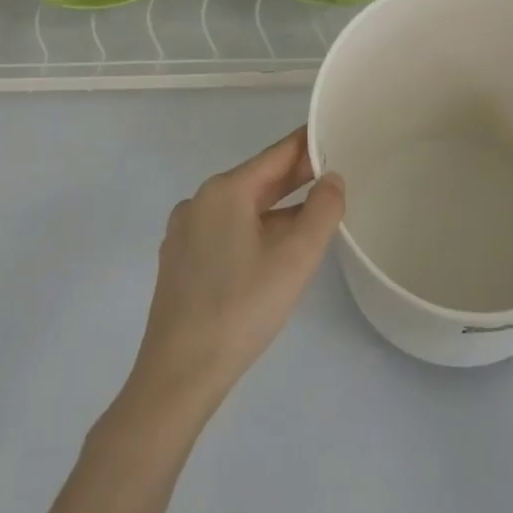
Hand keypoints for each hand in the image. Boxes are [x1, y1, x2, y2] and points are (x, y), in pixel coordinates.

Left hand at [123, 127, 344, 420]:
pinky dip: (255, 229)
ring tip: (313, 212)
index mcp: (225, 191)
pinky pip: (226, 230)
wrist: (178, 377)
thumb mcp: (295, 259)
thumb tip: (332, 179)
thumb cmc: (241, 309)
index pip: (277, 154)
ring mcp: (186, 232)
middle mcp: (200, 201)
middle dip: (296, 177)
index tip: (334, 135)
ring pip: (242, 207)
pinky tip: (275, 248)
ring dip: (278, 207)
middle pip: (258, 179)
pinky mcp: (181, 261)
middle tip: (334, 172)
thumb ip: (322, 211)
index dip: (308, 144)